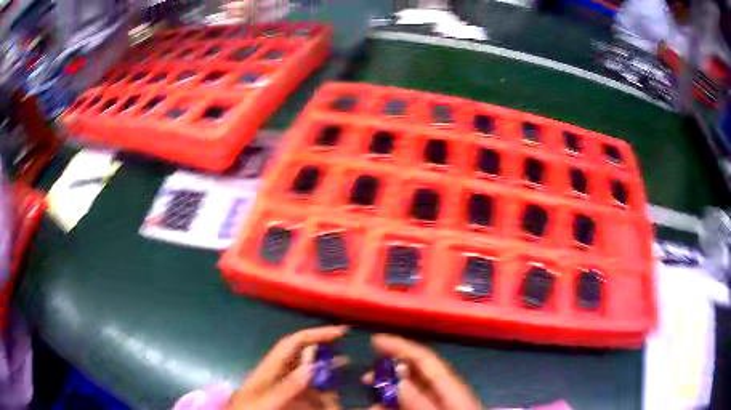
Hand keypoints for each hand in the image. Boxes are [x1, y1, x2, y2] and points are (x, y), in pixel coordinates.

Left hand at [228, 325, 347, 409]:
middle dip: (324, 351)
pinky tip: (332, 395)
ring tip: (344, 370)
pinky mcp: (288, 398)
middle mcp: (278, 373)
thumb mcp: (265, 401)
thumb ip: (287, 387)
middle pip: (302, 356)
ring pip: (308, 373)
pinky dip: (321, 389)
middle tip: (346, 352)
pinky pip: (308, 390)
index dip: (315, 334)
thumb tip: (311, 367)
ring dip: (325, 371)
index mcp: (269, 368)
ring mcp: (283, 386)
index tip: (339, 333)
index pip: (293, 344)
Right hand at [362, 334, 482, 409]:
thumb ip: (419, 400)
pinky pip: (411, 405)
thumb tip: (397, 377)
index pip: (425, 360)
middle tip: (364, 377)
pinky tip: (380, 409)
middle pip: (417, 373)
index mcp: (452, 388)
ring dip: (389, 393)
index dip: (401, 347)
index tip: (375, 341)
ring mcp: (441, 404)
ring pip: (411, 392)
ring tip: (369, 402)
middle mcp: (446, 393)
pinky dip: (395, 405)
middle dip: (389, 371)